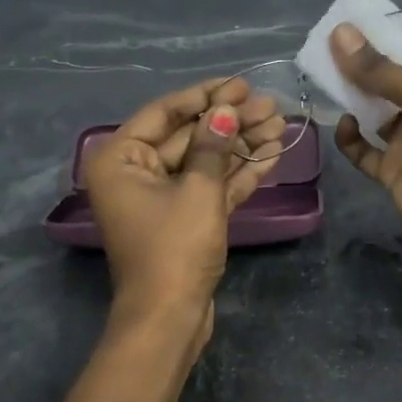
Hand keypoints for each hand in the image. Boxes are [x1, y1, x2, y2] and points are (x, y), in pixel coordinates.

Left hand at [83, 77, 285, 342]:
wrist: (169, 317)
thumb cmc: (175, 248)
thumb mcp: (198, 190)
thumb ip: (213, 145)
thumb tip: (224, 109)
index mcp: (120, 158)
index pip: (165, 113)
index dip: (206, 96)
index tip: (241, 84)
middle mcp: (135, 173)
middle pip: (188, 137)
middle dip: (230, 122)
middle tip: (271, 105)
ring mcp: (161, 199)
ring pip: (204, 162)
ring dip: (241, 146)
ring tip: (280, 126)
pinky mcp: (184, 220)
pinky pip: (210, 188)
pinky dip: (238, 174)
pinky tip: (271, 156)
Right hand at [330, 23, 401, 275]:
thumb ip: (379, 67)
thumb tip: (338, 33)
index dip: (390, 32)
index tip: (355, 18)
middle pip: (390, 77)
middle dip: (362, 62)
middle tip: (328, 45)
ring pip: (374, 111)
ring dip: (353, 96)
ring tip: (326, 77)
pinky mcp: (393, 169)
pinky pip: (364, 150)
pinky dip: (351, 138)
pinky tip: (345, 125)